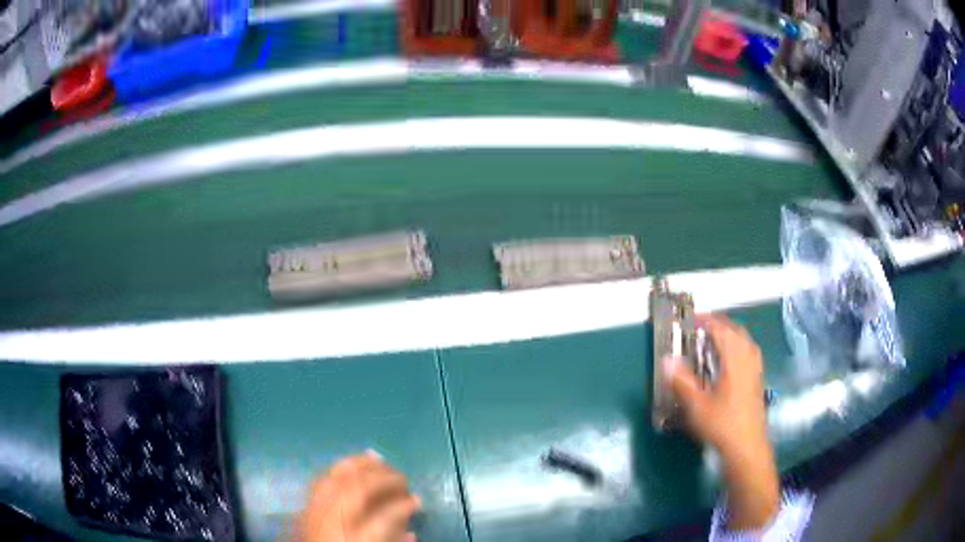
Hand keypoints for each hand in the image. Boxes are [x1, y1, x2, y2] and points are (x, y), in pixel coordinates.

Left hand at [296, 452, 421, 541]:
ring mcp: (312, 512)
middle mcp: (330, 521)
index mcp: (351, 539)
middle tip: (404, 477)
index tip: (418, 500)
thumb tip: (411, 533)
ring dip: (358, 465)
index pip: (382, 517)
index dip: (402, 506)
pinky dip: (336, 469)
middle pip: (356, 489)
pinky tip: (349, 464)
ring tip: (378, 459)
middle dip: (383, 478)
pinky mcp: (302, 508)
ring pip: (334, 479)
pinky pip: (319, 481)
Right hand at [663, 314, 778, 529]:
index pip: (721, 330)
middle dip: (719, 324)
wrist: (747, 447)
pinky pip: (750, 353)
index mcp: (734, 360)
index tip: (691, 319)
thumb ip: (682, 381)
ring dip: (730, 334)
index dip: (706, 321)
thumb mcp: (696, 405)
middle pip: (736, 331)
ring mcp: (755, 370)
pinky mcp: (758, 381)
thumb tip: (667, 360)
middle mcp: (748, 360)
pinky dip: (739, 347)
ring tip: (716, 338)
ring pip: (745, 342)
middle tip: (701, 326)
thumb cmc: (721, 425)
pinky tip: (732, 360)